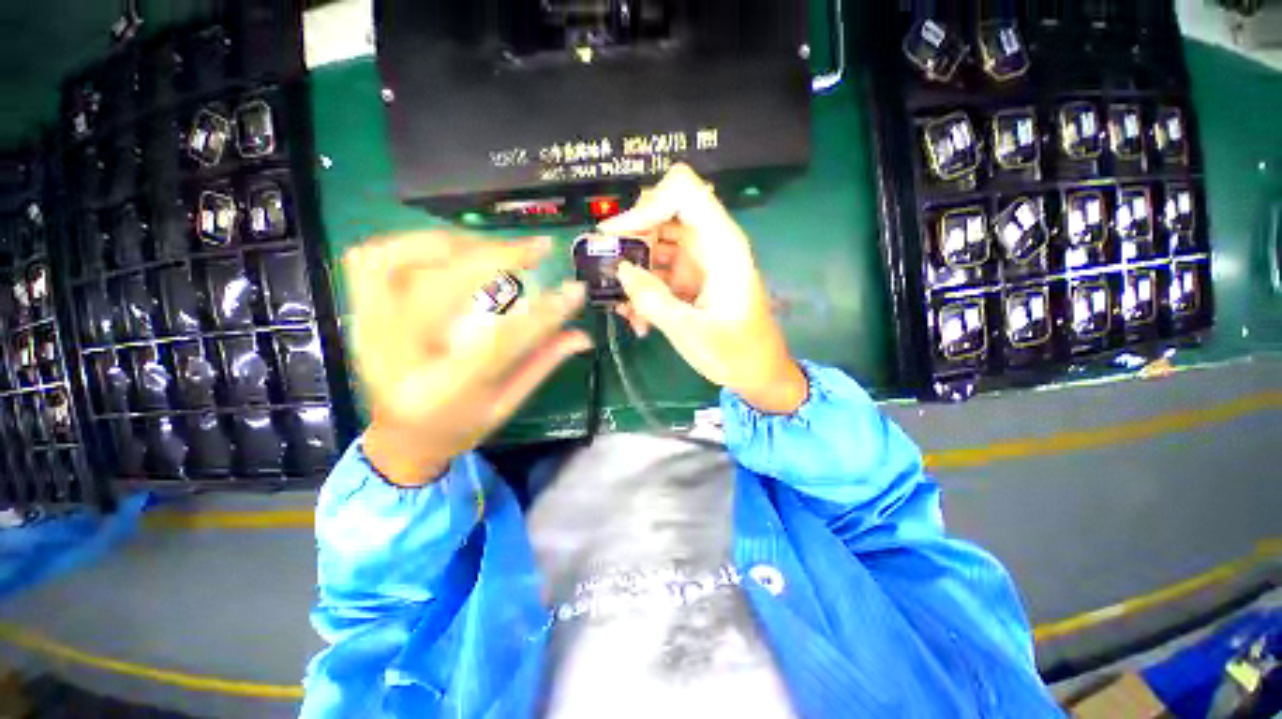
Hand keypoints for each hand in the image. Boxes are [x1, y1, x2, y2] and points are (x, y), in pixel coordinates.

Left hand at [346, 232, 590, 485]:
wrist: (401, 439)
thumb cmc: (459, 426)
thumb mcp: (507, 403)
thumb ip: (543, 363)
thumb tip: (584, 335)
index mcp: (442, 393)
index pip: (497, 342)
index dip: (541, 312)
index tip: (574, 289)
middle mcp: (396, 359)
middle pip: (440, 289)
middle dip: (497, 258)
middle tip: (537, 249)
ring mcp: (368, 331)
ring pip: (397, 262)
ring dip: (454, 244)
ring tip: (496, 247)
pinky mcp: (358, 313)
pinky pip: (371, 260)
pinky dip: (412, 243)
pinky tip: (450, 250)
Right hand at [599, 164, 806, 414]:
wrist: (757, 373)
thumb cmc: (735, 353)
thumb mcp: (689, 330)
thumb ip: (652, 299)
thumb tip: (621, 270)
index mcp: (721, 245)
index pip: (683, 192)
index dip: (646, 206)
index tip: (617, 236)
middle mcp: (710, 245)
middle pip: (663, 215)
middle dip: (632, 241)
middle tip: (611, 273)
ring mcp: (699, 263)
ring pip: (656, 245)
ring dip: (634, 271)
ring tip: (624, 306)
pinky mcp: (691, 281)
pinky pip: (659, 271)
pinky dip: (643, 288)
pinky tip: (637, 318)